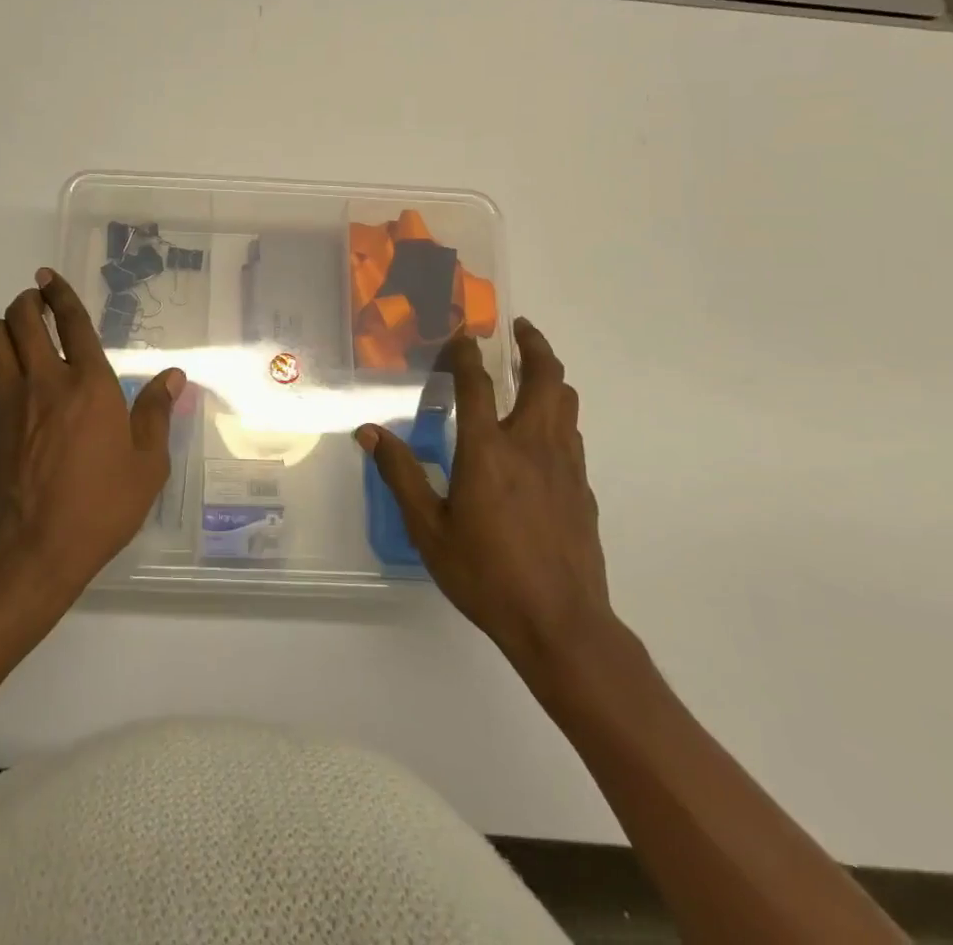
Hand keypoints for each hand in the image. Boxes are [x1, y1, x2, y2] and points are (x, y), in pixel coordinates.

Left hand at [0, 269, 182, 594]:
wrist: (32, 552)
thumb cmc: (101, 507)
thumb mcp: (147, 465)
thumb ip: (156, 413)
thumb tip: (174, 376)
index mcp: (89, 385)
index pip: (71, 322)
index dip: (59, 293)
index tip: (48, 277)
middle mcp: (44, 382)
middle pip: (20, 319)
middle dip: (26, 302)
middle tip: (36, 304)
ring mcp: (8, 403)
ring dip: (5, 329)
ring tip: (21, 339)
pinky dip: (1, 371)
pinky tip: (19, 393)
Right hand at [358, 319, 615, 685]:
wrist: (562, 624)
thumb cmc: (486, 575)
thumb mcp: (429, 529)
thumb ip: (401, 474)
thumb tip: (370, 432)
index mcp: (488, 450)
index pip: (477, 384)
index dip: (467, 353)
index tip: (462, 334)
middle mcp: (531, 445)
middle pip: (545, 377)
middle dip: (533, 345)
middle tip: (519, 327)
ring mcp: (564, 465)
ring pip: (566, 401)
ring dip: (551, 375)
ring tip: (534, 367)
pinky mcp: (582, 487)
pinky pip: (571, 433)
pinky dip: (558, 413)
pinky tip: (543, 430)